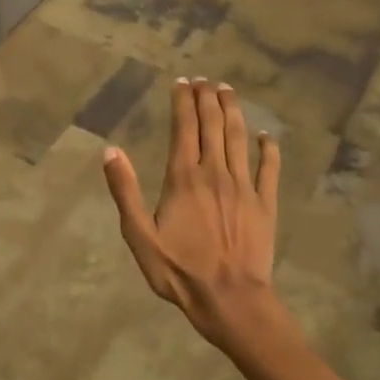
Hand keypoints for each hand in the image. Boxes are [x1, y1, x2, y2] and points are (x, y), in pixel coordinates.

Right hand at [102, 79, 290, 353]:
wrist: (230, 300)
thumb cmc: (179, 271)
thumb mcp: (139, 236)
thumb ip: (125, 191)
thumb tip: (110, 151)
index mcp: (183, 178)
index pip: (183, 128)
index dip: (182, 102)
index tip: (182, 81)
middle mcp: (215, 173)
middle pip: (212, 126)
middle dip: (207, 98)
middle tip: (204, 79)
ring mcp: (244, 187)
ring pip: (239, 138)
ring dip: (232, 111)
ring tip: (227, 91)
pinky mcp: (265, 204)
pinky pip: (269, 169)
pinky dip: (268, 149)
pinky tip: (266, 136)